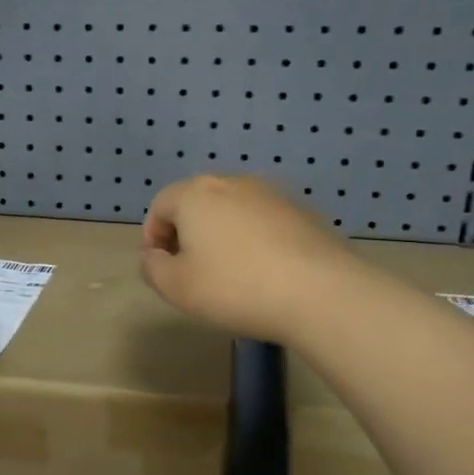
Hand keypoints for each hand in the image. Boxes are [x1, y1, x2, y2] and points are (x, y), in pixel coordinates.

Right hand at [141, 175, 347, 342]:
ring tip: (229, 272)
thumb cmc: (235, 287)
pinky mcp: (303, 211)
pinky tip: (264, 271)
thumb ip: (153, 268)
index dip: (153, 236)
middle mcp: (232, 182)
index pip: (160, 205)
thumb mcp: (177, 287)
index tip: (161, 267)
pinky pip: (264, 221)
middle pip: (197, 202)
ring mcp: (272, 193)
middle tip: (191, 270)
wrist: (320, 292)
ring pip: (233, 210)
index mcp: (195, 194)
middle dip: (187, 232)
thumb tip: (155, 257)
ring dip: (222, 234)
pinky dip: (255, 239)